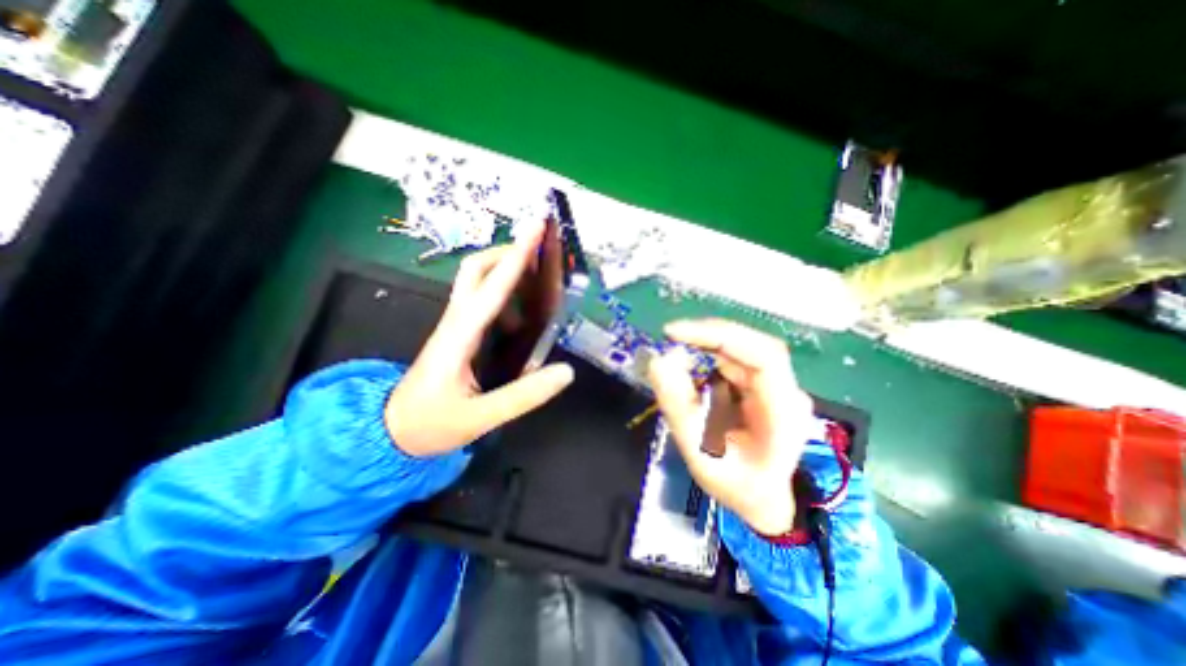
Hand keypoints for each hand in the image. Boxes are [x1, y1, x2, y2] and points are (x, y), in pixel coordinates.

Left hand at [384, 222, 575, 458]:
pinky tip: (522, 314)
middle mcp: (455, 321)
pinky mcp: (458, 333)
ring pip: (476, 281)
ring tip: (538, 279)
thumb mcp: (480, 417)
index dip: (516, 257)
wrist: (391, 432)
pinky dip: (503, 294)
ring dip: (505, 269)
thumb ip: (525, 396)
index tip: (535, 228)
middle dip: (507, 252)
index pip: (492, 288)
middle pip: (475, 269)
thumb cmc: (431, 425)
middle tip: (539, 253)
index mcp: (459, 337)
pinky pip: (481, 301)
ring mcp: (455, 325)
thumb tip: (566, 372)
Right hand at [648, 317, 814, 534]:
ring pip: (740, 350)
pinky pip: (733, 360)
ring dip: (705, 349)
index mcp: (783, 412)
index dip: (720, 336)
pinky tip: (694, 377)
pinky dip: (708, 360)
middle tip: (671, 337)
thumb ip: (679, 408)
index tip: (676, 333)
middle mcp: (786, 391)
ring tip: (678, 365)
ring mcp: (775, 385)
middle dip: (707, 337)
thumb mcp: (700, 453)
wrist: (763, 499)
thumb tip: (658, 361)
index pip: (763, 355)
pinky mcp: (761, 384)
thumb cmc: (736, 485)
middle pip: (750, 345)